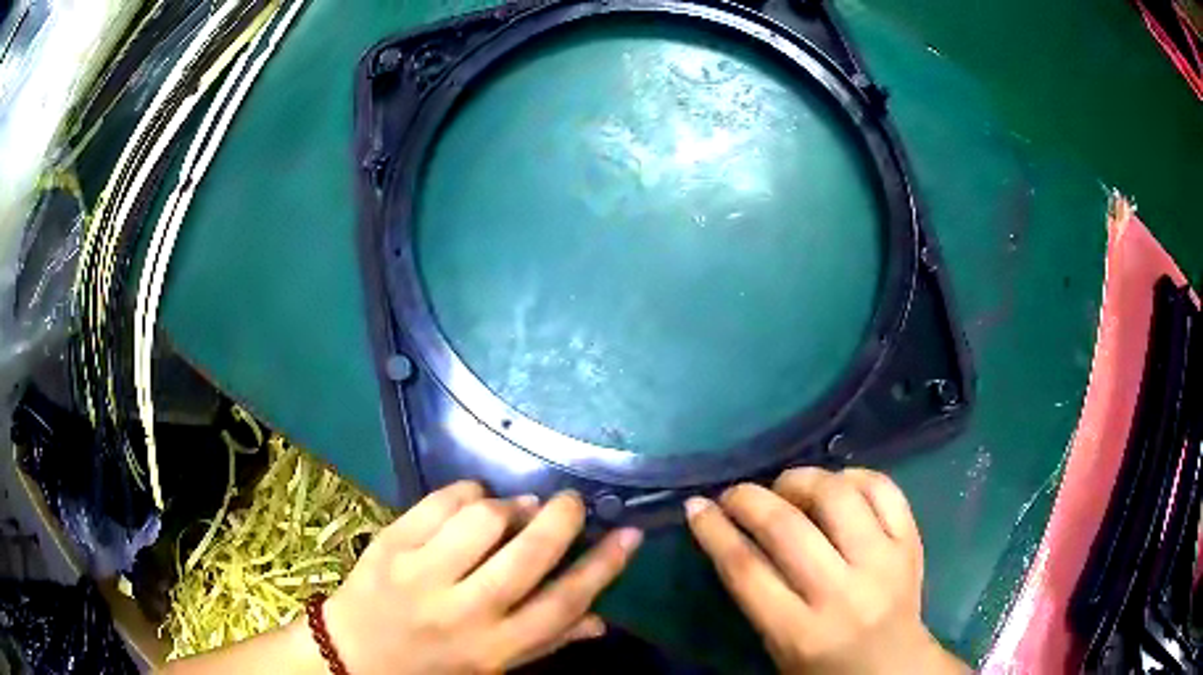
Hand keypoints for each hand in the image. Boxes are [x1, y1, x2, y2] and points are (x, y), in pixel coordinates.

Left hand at [324, 482, 642, 674]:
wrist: (356, 656)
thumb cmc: (434, 666)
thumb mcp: (494, 667)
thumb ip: (547, 642)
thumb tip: (602, 621)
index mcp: (497, 647)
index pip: (564, 603)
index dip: (603, 566)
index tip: (629, 534)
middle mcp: (465, 610)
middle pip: (529, 554)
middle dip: (563, 519)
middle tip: (573, 502)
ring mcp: (422, 574)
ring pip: (484, 519)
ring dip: (512, 505)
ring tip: (517, 508)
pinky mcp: (391, 545)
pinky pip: (439, 502)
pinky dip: (467, 492)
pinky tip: (473, 501)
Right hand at [686, 468, 967, 674]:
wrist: (894, 666)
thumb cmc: (823, 665)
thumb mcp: (777, 645)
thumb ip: (755, 594)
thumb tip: (725, 532)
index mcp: (800, 632)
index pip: (746, 569)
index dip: (714, 531)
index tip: (697, 506)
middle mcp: (843, 594)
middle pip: (787, 527)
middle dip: (749, 499)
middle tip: (735, 493)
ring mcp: (883, 563)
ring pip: (838, 496)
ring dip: (802, 479)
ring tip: (786, 485)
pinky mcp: (910, 543)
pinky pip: (883, 489)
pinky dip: (854, 475)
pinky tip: (837, 482)